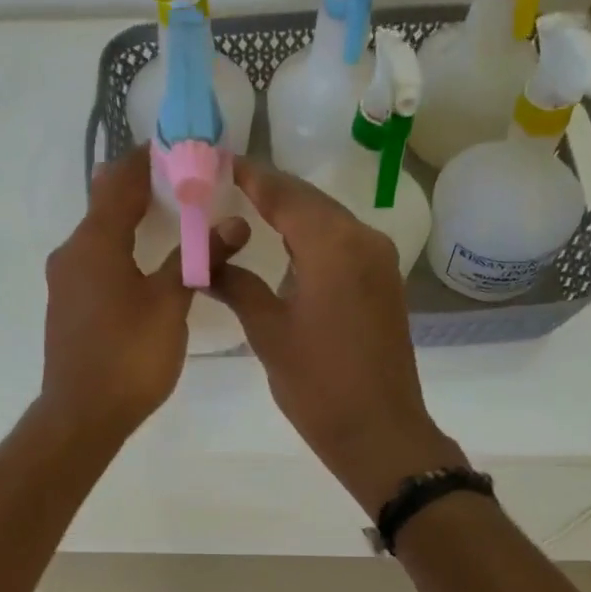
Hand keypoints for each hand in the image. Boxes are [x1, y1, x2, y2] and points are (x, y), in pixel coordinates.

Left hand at [37, 147, 247, 443]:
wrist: (82, 414)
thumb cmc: (129, 356)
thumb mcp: (170, 304)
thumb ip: (199, 258)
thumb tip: (233, 222)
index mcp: (95, 242)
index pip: (119, 181)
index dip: (147, 159)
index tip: (178, 147)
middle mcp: (72, 252)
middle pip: (106, 204)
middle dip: (142, 188)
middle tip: (185, 182)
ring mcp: (66, 281)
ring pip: (100, 235)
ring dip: (132, 221)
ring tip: (173, 219)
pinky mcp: (68, 305)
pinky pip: (96, 261)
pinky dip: (122, 249)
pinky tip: (148, 263)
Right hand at [211, 159, 463, 512]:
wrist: (378, 431)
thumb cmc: (318, 385)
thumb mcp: (268, 332)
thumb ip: (238, 285)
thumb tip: (205, 262)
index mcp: (332, 246)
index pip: (284, 193)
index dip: (249, 175)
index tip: (216, 160)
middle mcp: (363, 240)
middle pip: (309, 201)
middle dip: (268, 190)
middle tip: (223, 184)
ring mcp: (379, 262)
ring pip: (328, 221)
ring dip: (291, 213)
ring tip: (247, 210)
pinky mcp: (384, 284)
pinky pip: (344, 244)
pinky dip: (312, 238)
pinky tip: (286, 247)